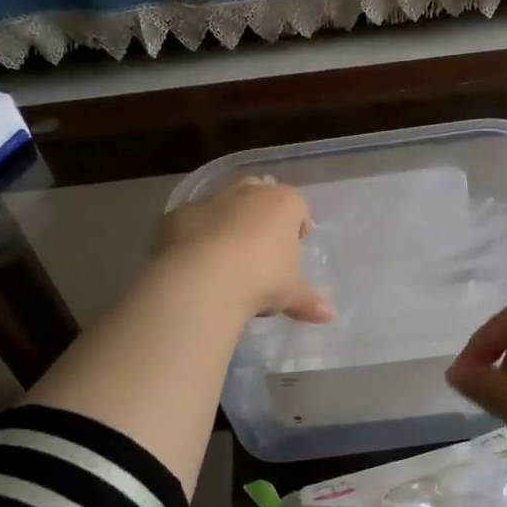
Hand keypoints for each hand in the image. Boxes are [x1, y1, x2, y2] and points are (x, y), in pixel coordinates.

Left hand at [155, 177, 334, 324]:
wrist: (200, 282)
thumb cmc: (260, 281)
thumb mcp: (291, 294)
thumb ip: (309, 301)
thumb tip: (329, 315)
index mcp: (282, 204)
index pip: (298, 205)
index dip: (299, 223)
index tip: (297, 244)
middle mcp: (247, 193)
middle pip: (260, 190)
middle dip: (263, 212)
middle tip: (263, 243)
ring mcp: (209, 201)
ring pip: (224, 202)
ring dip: (228, 220)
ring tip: (228, 254)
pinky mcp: (176, 216)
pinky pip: (192, 222)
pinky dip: (196, 235)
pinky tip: (196, 261)